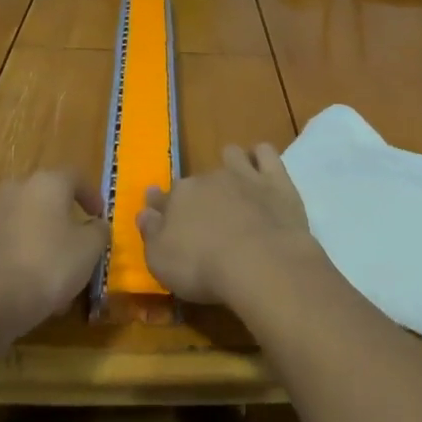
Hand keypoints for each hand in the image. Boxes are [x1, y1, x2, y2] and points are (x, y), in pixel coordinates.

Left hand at [0, 170, 107, 335]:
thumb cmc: (49, 264)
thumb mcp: (90, 249)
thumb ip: (99, 231)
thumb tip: (97, 225)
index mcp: (46, 182)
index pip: (76, 177)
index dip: (91, 196)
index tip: (99, 216)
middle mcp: (16, 189)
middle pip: (47, 199)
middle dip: (63, 220)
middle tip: (78, 244)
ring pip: (26, 224)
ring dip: (43, 242)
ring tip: (57, 275)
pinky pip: (8, 245)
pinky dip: (22, 257)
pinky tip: (32, 288)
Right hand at [136, 143, 317, 304]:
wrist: (260, 263)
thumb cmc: (203, 267)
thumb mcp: (161, 261)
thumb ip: (151, 233)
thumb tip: (144, 212)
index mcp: (179, 197)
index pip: (164, 197)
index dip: (161, 204)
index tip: (159, 211)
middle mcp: (209, 178)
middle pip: (199, 180)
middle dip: (199, 192)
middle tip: (205, 215)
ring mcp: (244, 175)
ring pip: (232, 155)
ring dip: (230, 164)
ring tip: (235, 183)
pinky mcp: (276, 180)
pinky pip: (266, 153)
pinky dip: (261, 156)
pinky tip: (262, 167)